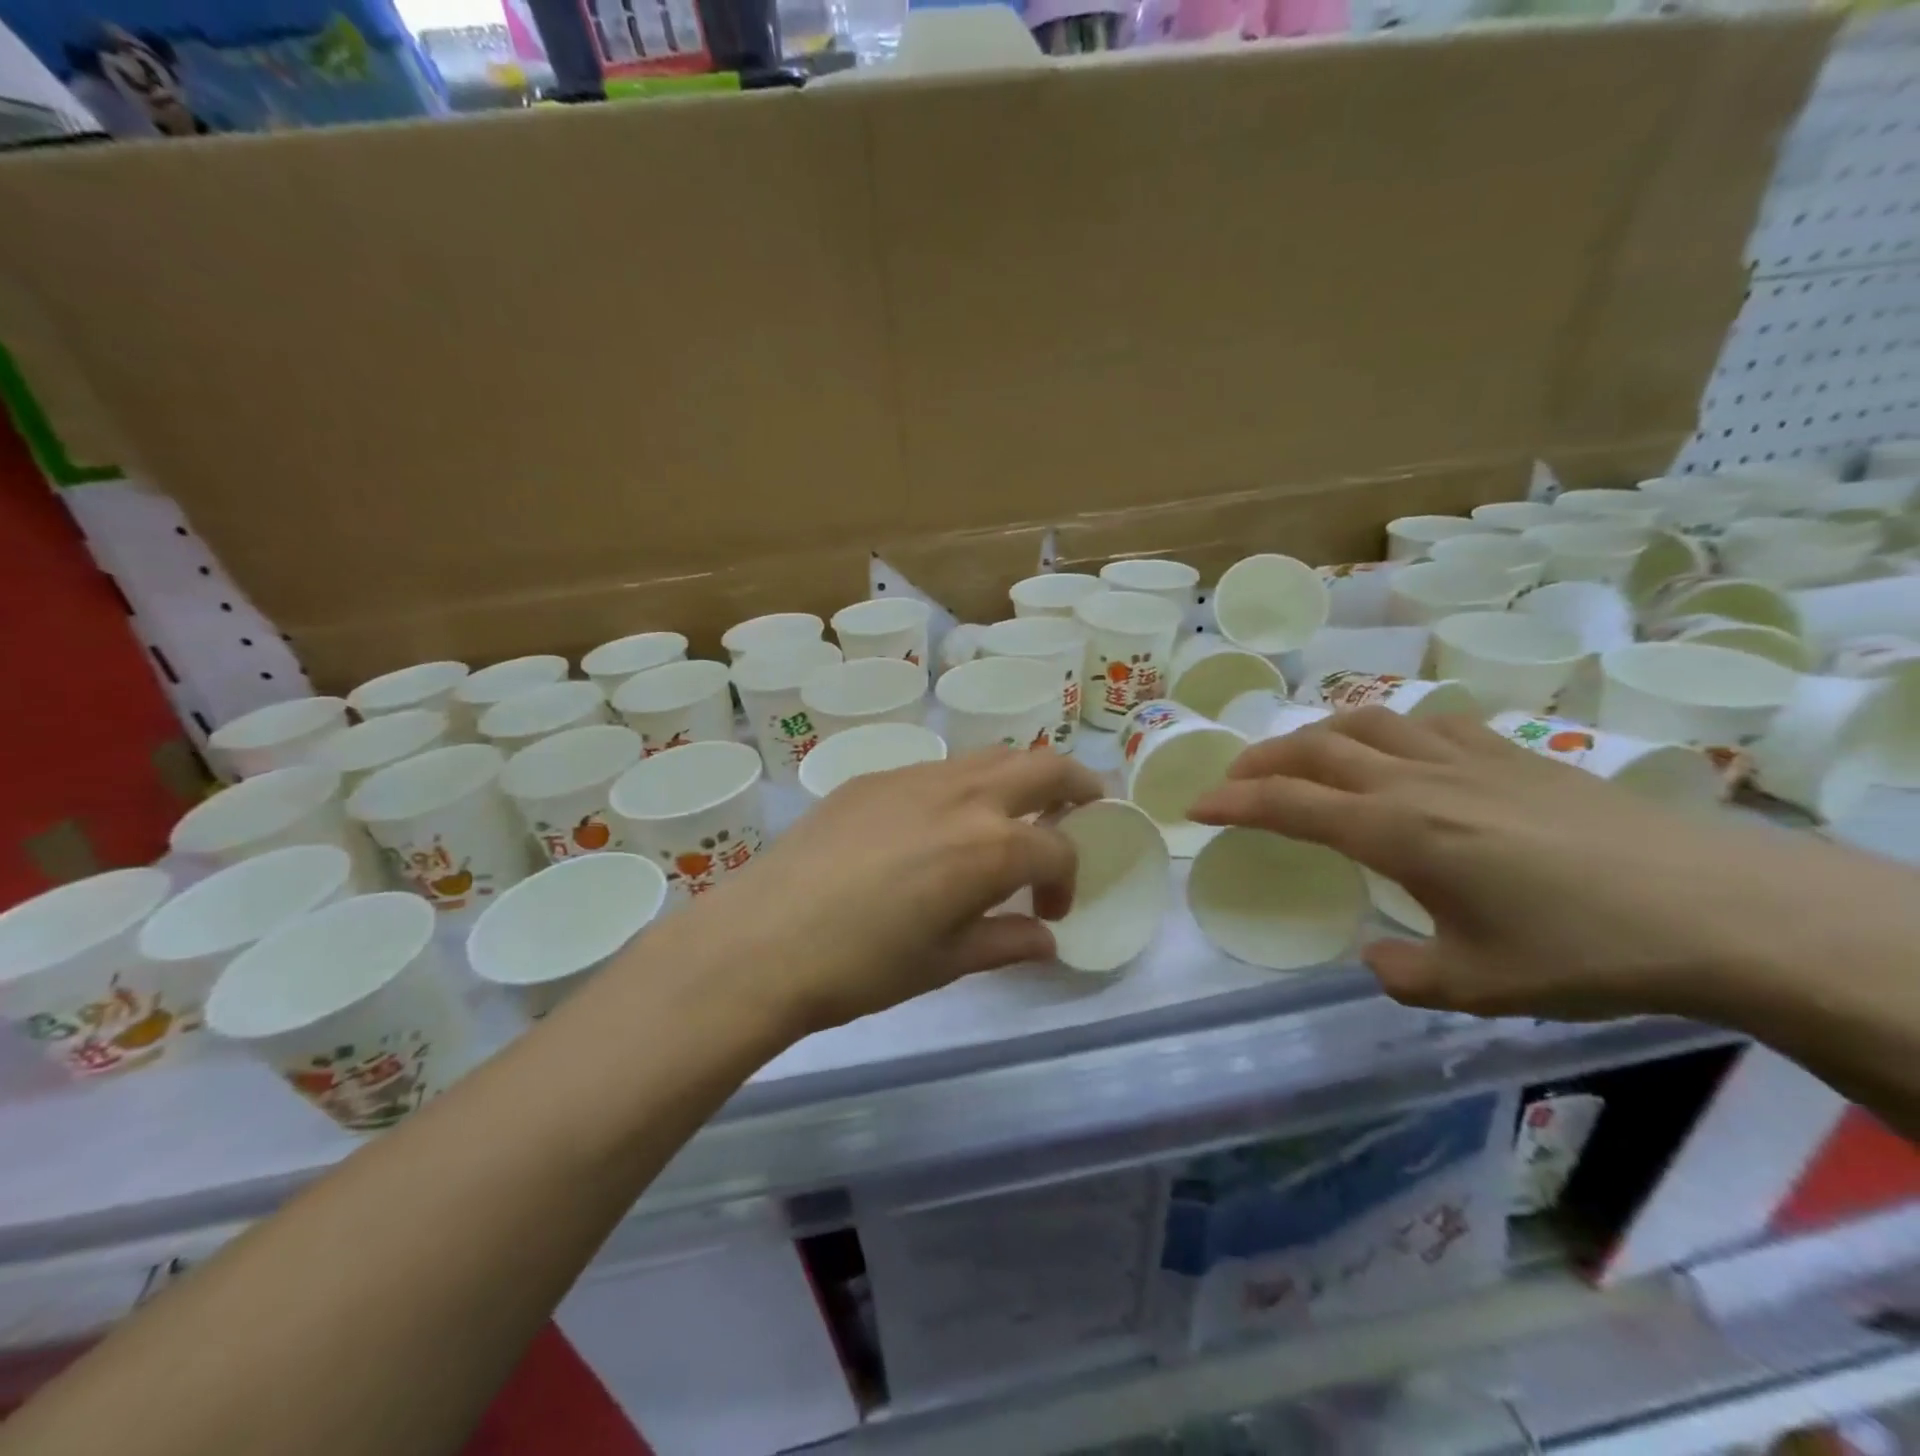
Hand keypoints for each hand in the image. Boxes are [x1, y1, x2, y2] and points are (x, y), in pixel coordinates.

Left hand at [692, 749, 1104, 1033]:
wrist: (762, 940)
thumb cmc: (861, 966)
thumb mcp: (944, 963)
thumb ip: (1005, 941)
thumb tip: (1046, 938)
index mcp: (991, 845)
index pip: (1059, 848)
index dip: (1068, 880)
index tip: (1049, 912)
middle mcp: (963, 795)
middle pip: (1044, 766)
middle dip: (1078, 786)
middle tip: (1084, 811)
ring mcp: (915, 777)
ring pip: (990, 756)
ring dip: (1019, 779)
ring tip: (1013, 815)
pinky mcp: (873, 777)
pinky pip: (938, 769)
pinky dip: (963, 786)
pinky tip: (938, 825)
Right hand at [1187, 708, 1891, 1022]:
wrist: (1718, 908)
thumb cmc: (1583, 950)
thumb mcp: (1478, 985)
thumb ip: (1406, 975)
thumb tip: (1376, 960)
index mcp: (1395, 831)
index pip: (1288, 804)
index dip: (1233, 802)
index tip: (1195, 807)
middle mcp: (1417, 781)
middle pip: (1314, 748)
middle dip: (1261, 761)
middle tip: (1233, 780)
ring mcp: (1466, 759)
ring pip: (1365, 723)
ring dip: (1315, 735)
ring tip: (1298, 756)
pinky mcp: (1513, 753)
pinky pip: (1425, 723)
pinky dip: (1386, 729)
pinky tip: (1394, 749)